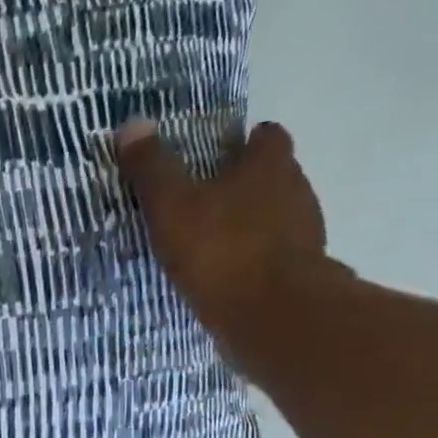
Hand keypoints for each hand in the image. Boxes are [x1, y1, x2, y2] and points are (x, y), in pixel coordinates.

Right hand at [115, 120, 342, 337]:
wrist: (272, 315)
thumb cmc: (221, 250)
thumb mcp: (173, 206)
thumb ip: (153, 169)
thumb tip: (131, 122)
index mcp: (270, 165)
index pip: (267, 137)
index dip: (246, 142)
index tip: (223, 155)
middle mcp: (297, 191)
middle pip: (275, 177)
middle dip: (247, 186)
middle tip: (210, 202)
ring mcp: (306, 235)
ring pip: (278, 219)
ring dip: (253, 227)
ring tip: (216, 245)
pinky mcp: (303, 274)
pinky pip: (276, 259)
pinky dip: (257, 263)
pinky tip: (231, 280)